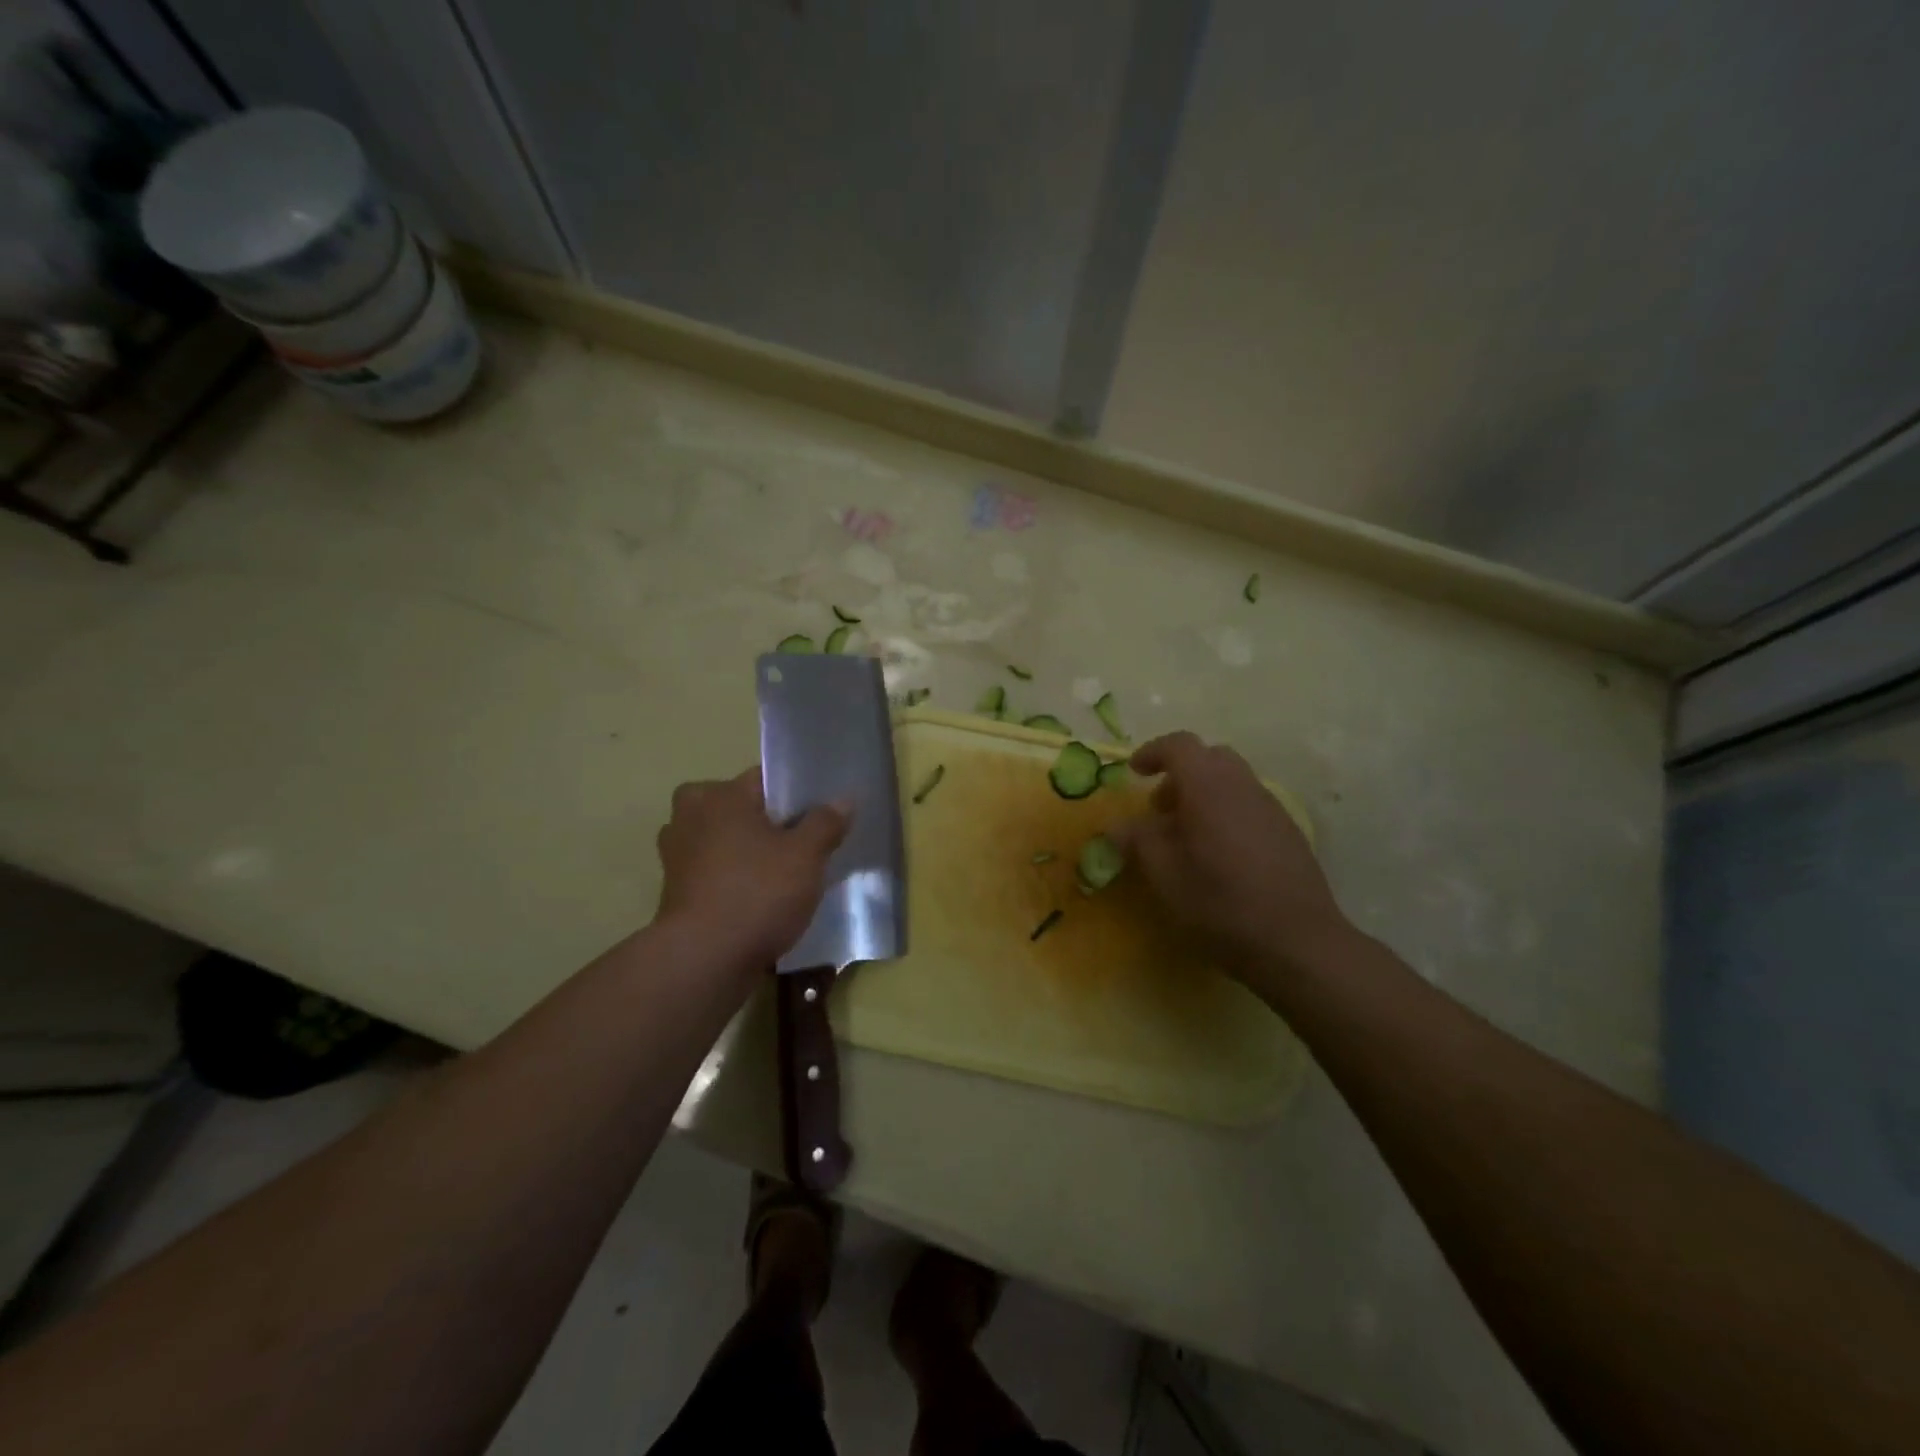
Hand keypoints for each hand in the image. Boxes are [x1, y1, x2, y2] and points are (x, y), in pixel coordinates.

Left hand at [655, 768, 848, 971]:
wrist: (704, 960)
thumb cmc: (757, 893)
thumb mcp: (806, 855)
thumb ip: (825, 823)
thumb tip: (842, 800)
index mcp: (719, 795)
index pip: (764, 779)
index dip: (796, 795)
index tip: (819, 817)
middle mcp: (690, 816)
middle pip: (741, 810)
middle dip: (768, 824)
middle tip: (801, 846)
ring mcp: (677, 856)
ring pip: (726, 842)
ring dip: (749, 853)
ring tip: (784, 875)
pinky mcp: (676, 892)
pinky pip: (715, 873)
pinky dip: (734, 880)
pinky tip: (762, 900)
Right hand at [1109, 732, 1350, 981]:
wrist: (1298, 940)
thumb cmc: (1220, 902)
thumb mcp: (1165, 875)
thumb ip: (1139, 841)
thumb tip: (1118, 826)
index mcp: (1209, 787)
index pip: (1180, 745)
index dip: (1153, 752)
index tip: (1134, 773)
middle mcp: (1243, 786)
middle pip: (1209, 757)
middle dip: (1179, 773)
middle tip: (1160, 808)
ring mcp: (1271, 807)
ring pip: (1231, 780)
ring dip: (1203, 794)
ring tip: (1186, 835)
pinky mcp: (1288, 831)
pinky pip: (1248, 803)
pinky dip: (1225, 811)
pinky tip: (1219, 854)